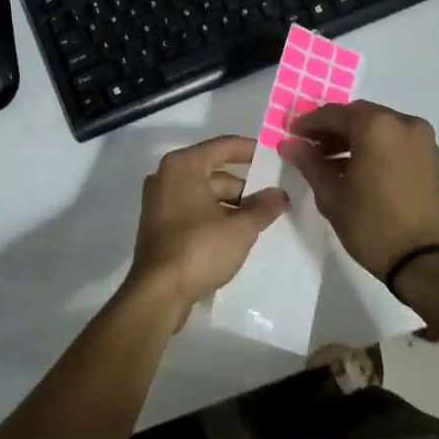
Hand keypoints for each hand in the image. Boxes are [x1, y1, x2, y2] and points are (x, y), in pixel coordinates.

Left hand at [127, 135, 287, 321]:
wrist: (158, 293)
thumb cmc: (199, 248)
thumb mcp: (240, 228)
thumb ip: (263, 207)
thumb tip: (280, 194)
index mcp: (183, 166)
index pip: (222, 146)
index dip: (250, 149)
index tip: (273, 155)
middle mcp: (166, 177)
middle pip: (213, 172)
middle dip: (244, 186)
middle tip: (273, 198)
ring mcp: (159, 202)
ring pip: (204, 194)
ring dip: (231, 205)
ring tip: (260, 220)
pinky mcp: (159, 226)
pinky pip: (193, 211)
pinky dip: (214, 217)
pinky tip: (236, 235)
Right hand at [279, 100, 438, 280]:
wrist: (426, 261)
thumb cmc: (372, 224)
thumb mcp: (331, 194)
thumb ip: (309, 162)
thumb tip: (289, 143)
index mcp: (377, 126)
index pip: (334, 114)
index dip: (309, 123)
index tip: (291, 134)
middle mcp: (402, 122)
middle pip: (358, 115)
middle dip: (332, 128)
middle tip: (309, 146)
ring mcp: (421, 139)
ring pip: (377, 126)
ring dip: (352, 137)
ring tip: (328, 161)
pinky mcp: (430, 157)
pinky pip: (394, 139)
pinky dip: (373, 146)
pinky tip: (354, 168)